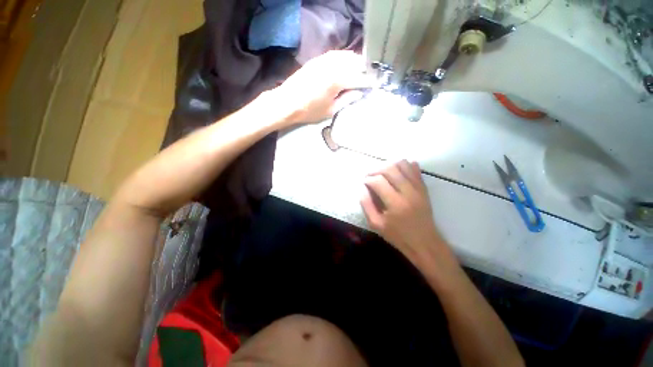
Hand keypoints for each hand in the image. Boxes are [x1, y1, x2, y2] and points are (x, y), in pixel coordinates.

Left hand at [272, 50, 368, 124]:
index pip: (359, 78)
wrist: (287, 102)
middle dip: (365, 69)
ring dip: (356, 62)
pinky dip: (345, 59)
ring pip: (347, 56)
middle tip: (369, 78)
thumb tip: (359, 92)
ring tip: (361, 71)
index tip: (375, 85)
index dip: (369, 82)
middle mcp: (333, 65)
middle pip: (355, 62)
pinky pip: (336, 55)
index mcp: (337, 80)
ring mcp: (325, 60)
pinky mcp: (318, 59)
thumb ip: (347, 99)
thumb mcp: (331, 110)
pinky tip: (346, 65)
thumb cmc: (309, 110)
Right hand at [360, 160, 445, 263]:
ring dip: (389, 165)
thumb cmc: (398, 236)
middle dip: (376, 170)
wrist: (424, 242)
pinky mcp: (423, 188)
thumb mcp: (376, 224)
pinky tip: (396, 171)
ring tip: (382, 173)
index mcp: (395, 203)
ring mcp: (418, 188)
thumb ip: (366, 205)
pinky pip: (415, 169)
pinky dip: (404, 165)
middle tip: (370, 176)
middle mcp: (408, 192)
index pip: (378, 181)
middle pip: (390, 169)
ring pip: (403, 164)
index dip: (368, 179)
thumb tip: (362, 188)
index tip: (364, 182)